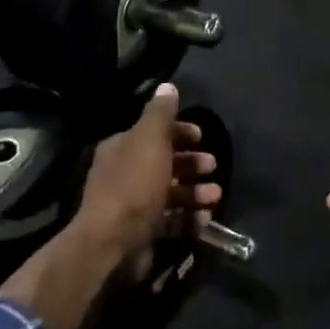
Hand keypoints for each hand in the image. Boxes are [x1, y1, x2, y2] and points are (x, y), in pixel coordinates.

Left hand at [73, 83, 222, 277]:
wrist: (113, 242)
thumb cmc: (134, 185)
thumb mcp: (149, 141)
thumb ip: (160, 114)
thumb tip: (168, 86)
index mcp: (122, 148)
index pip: (153, 133)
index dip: (179, 132)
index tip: (202, 137)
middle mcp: (125, 174)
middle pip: (164, 163)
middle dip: (191, 164)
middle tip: (213, 166)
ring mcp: (134, 205)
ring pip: (170, 193)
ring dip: (195, 192)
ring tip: (215, 196)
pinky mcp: (143, 232)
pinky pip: (171, 221)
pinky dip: (188, 218)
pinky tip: (205, 219)